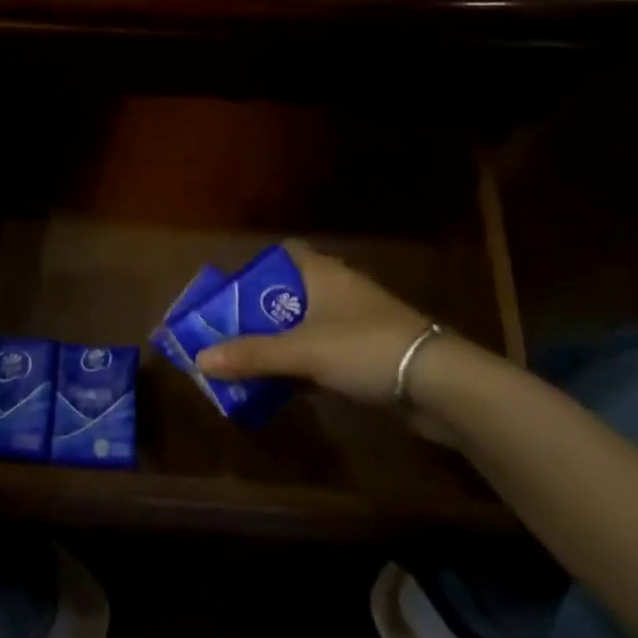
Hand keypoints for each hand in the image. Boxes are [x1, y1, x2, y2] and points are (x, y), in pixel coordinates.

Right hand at [194, 241, 439, 408]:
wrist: (438, 383)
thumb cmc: (364, 347)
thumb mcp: (302, 351)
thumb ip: (252, 355)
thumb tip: (199, 358)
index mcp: (323, 273)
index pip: (286, 252)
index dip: (258, 266)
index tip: (232, 291)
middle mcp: (339, 289)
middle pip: (291, 291)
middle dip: (260, 312)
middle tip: (229, 333)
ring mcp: (357, 321)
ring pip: (308, 324)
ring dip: (281, 341)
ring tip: (248, 362)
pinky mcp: (369, 352)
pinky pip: (325, 350)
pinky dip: (304, 363)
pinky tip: (285, 385)